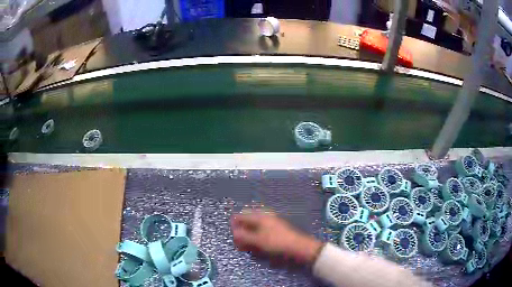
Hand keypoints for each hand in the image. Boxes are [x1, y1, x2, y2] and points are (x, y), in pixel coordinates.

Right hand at [231, 210, 322, 264]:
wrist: (299, 247)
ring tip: (246, 243)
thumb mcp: (258, 241)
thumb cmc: (277, 243)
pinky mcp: (276, 229)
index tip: (231, 235)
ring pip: (255, 225)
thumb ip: (244, 236)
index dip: (234, 224)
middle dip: (241, 229)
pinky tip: (257, 243)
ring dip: (249, 233)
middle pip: (248, 220)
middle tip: (238, 240)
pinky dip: (256, 236)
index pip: (241, 216)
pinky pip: (261, 230)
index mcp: (260, 216)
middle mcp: (265, 216)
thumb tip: (233, 232)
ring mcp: (272, 222)